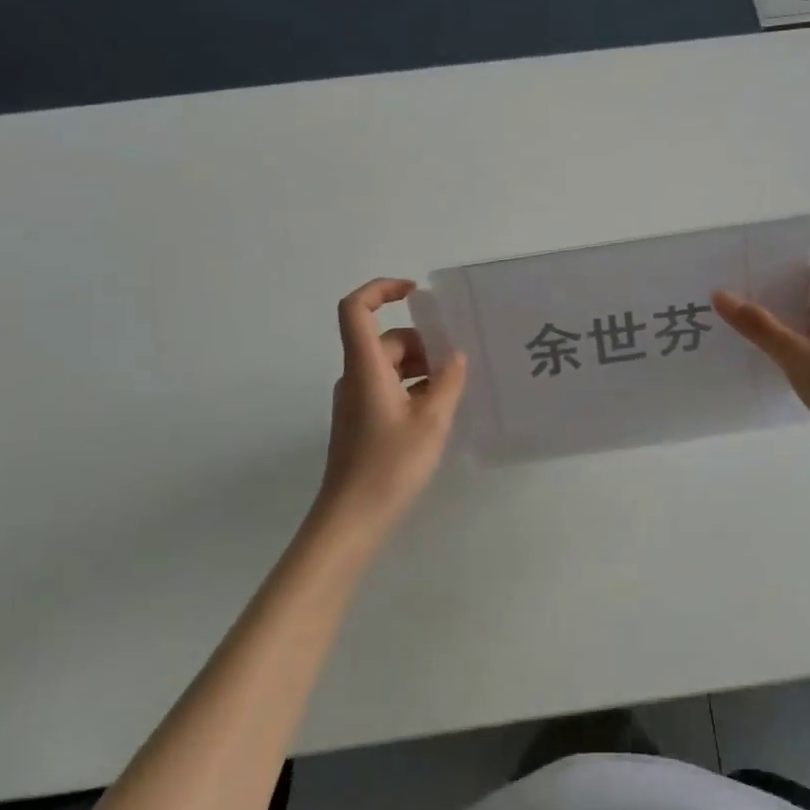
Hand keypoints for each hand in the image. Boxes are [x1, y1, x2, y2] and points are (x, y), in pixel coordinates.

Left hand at [312, 279, 468, 539]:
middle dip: (423, 342)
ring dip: (421, 367)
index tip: (417, 294)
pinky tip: (439, 409)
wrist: (351, 520)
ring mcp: (355, 401)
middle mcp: (355, 377)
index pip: (357, 309)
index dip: (382, 289)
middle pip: (385, 339)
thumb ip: (448, 383)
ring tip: (456, 387)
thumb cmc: (390, 466)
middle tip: (459, 361)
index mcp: (365, 368)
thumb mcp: (431, 421)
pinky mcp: (361, 421)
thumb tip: (455, 357)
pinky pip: (388, 387)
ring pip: (389, 365)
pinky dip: (413, 387)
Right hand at [714, 238, 809, 478]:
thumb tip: (720, 293)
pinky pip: (808, 335)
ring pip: (806, 310)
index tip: (758, 240)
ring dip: (778, 306)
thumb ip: (758, 325)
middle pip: (809, 280)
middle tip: (733, 274)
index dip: (793, 241)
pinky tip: (760, 346)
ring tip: (737, 308)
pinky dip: (786, 333)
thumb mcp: (795, 354)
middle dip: (775, 274)